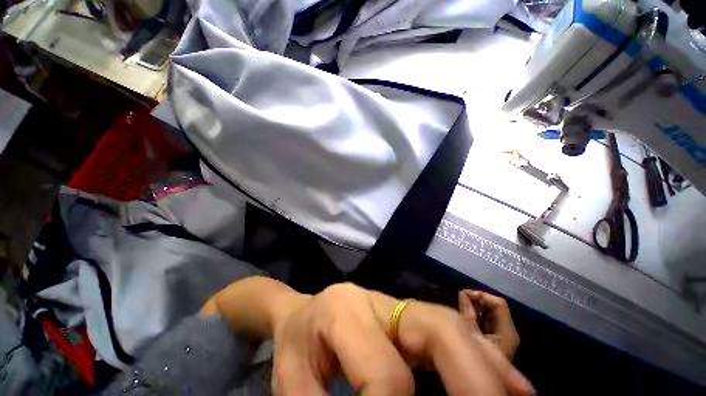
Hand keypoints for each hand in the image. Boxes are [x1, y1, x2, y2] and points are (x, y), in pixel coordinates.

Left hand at [271, 283, 534, 395]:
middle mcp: (377, 300)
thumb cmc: (297, 343)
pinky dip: (482, 354)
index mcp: (345, 311)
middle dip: (474, 381)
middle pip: (435, 330)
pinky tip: (508, 379)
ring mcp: (395, 303)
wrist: (304, 312)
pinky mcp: (406, 313)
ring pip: (449, 325)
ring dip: (488, 365)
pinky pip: (449, 327)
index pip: (386, 372)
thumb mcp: (293, 382)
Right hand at [459, 290, 519, 359]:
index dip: (482, 296)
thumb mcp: (471, 333)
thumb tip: (463, 293)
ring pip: (491, 311)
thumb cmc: (478, 357)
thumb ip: (468, 311)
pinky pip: (488, 318)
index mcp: (507, 331)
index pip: (499, 303)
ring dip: (476, 306)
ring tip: (462, 305)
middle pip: (495, 306)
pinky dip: (478, 313)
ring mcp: (504, 334)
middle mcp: (509, 330)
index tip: (465, 294)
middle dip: (477, 300)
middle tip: (461, 299)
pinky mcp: (497, 336)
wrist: (481, 378)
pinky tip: (467, 314)